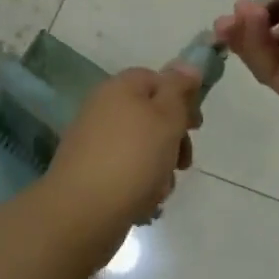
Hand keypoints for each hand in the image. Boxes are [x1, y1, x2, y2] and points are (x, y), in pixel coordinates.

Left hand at [43, 65, 199, 236]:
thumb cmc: (133, 157)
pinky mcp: (90, 174)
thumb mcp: (167, 116)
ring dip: (159, 167)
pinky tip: (144, 202)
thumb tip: (187, 65)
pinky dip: (139, 184)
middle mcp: (103, 109)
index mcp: (119, 88)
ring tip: (161, 188)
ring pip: (141, 148)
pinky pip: (125, 171)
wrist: (82, 213)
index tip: (196, 125)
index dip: (181, 98)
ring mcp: (94, 142)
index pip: (156, 79)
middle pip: (150, 115)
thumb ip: (179, 89)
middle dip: (173, 139)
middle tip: (184, 162)